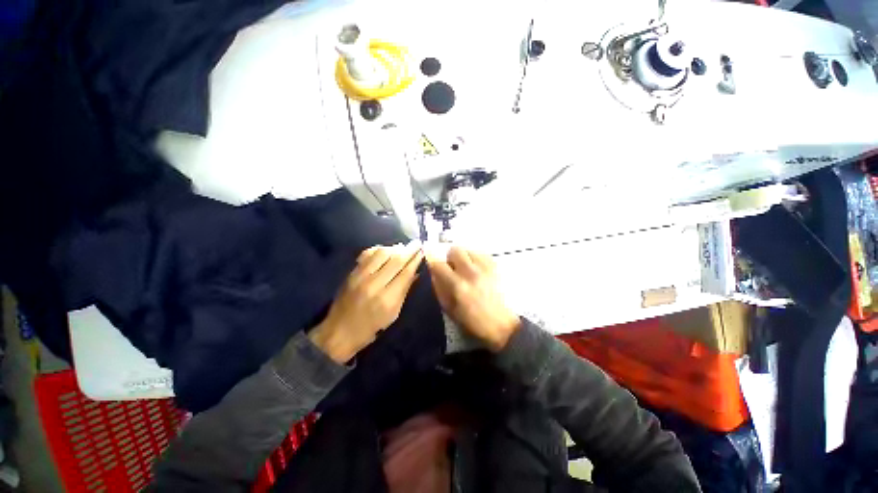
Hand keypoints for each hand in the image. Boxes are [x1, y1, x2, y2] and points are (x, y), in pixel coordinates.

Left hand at [309, 244, 423, 363]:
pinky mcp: (351, 273)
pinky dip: (378, 249)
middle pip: (395, 260)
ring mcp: (360, 276)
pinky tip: (385, 249)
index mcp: (387, 298)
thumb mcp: (393, 314)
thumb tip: (415, 273)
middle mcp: (374, 284)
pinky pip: (367, 254)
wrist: (339, 331)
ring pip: (381, 254)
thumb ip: (404, 291)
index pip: (405, 273)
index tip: (423, 251)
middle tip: (417, 243)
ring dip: (394, 248)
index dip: (415, 260)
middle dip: (409, 250)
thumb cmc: (371, 327)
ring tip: (402, 247)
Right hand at [427, 246, 520, 351]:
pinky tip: (477, 270)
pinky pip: (481, 253)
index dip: (432, 262)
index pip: (438, 264)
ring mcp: (485, 268)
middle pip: (455, 250)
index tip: (433, 266)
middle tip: (452, 268)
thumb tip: (434, 272)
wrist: (501, 325)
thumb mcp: (449, 309)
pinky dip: (476, 259)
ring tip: (466, 270)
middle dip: (450, 258)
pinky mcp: (495, 267)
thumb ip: (439, 288)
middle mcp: (471, 272)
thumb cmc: (472, 321)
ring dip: (464, 258)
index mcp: (458, 286)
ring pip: (468, 249)